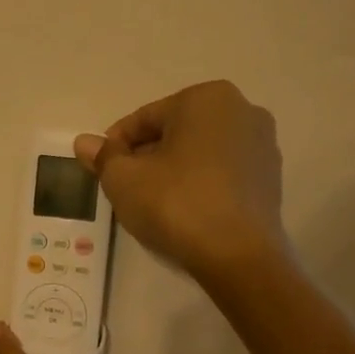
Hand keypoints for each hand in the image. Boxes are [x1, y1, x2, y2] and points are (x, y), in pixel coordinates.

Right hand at [74, 80, 288, 284]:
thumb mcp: (123, 179)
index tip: (101, 170)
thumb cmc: (175, 203)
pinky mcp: (271, 179)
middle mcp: (242, 110)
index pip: (145, 118)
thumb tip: (84, 142)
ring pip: (200, 152)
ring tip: (151, 202)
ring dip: (172, 170)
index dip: (115, 145)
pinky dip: (199, 184)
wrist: (237, 255)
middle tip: (124, 187)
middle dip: (147, 156)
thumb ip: (103, 156)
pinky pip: (222, 173)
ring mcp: (262, 145)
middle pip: (175, 132)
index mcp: (206, 98)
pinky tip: (183, 211)